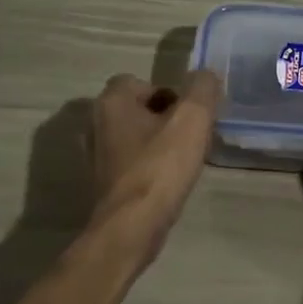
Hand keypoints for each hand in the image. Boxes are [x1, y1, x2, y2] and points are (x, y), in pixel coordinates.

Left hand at [88, 69, 221, 263]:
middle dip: (167, 118)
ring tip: (185, 160)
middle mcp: (97, 124)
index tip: (190, 113)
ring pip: (137, 137)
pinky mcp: (104, 183)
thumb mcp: (192, 118)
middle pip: (139, 110)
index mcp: (112, 102)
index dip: (169, 92)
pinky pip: (133, 163)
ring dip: (160, 143)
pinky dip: (151, 166)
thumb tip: (204, 76)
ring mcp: (97, 156)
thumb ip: (202, 89)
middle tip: (192, 135)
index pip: (140, 82)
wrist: (132, 227)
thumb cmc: (160, 166)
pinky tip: (170, 182)